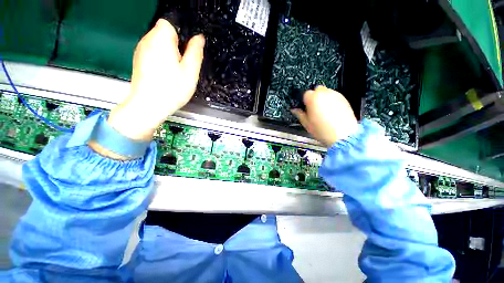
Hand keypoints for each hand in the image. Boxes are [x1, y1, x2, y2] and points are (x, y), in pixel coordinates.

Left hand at [108, 19, 204, 140]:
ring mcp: (140, 50)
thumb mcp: (191, 71)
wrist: (149, 105)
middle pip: (164, 34)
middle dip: (175, 47)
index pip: (170, 24)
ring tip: (173, 73)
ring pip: (158, 45)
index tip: (185, 54)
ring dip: (168, 54)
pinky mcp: (138, 60)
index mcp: (161, 39)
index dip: (181, 37)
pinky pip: (152, 54)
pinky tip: (164, 76)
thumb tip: (199, 38)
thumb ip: (195, 52)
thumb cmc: (172, 89)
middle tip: (181, 66)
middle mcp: (147, 40)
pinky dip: (160, 61)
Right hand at [291, 86, 357, 146]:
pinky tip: (331, 112)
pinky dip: (331, 101)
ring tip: (323, 112)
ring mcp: (335, 95)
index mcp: (312, 98)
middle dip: (314, 97)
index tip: (305, 108)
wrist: (343, 135)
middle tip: (313, 109)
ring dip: (322, 99)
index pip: (305, 94)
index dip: (304, 101)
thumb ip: (299, 114)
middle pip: (316, 90)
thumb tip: (294, 110)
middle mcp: (324, 93)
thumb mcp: (306, 123)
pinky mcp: (344, 98)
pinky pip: (334, 96)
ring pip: (326, 92)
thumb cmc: (323, 130)